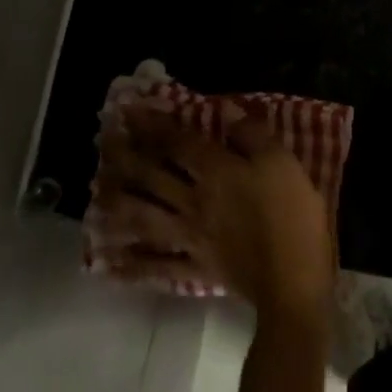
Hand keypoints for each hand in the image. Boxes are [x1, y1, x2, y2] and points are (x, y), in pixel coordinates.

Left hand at [96, 105, 335, 319]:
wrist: (292, 281)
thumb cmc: (293, 217)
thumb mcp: (283, 164)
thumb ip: (253, 136)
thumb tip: (228, 112)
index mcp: (216, 172)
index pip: (177, 143)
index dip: (152, 125)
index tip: (128, 111)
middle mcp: (194, 201)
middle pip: (152, 176)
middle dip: (126, 156)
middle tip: (104, 142)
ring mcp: (190, 237)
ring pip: (145, 217)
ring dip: (119, 204)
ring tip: (98, 194)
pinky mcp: (196, 267)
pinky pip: (157, 266)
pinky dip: (132, 265)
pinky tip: (109, 263)